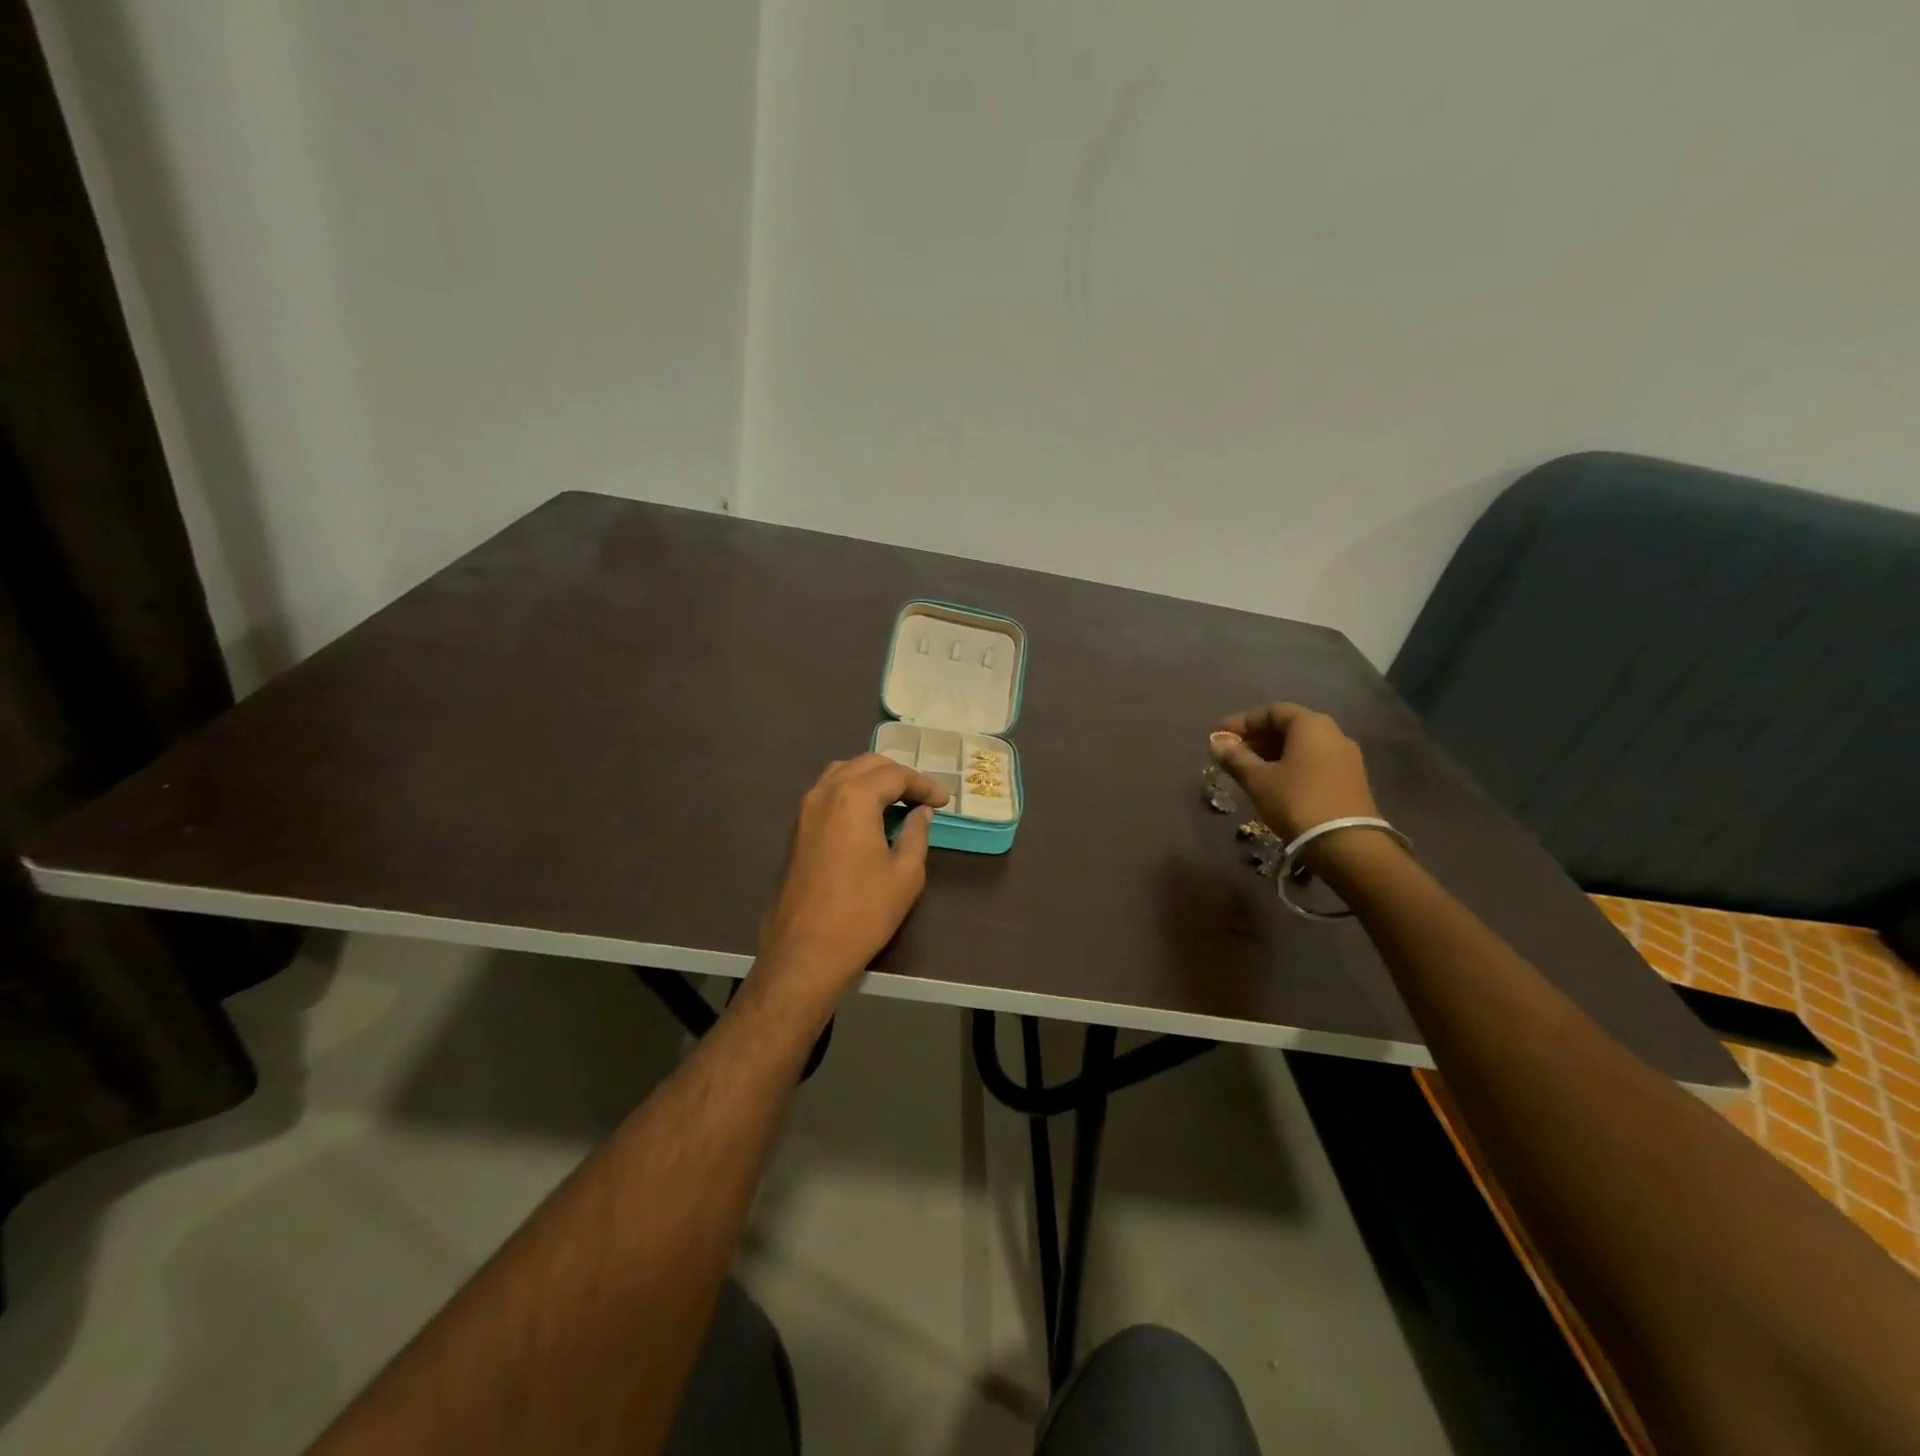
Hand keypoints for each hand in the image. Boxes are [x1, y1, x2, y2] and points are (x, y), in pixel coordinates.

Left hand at [754, 754, 950, 1005]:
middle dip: (898, 775)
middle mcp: (824, 792)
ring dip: (872, 779)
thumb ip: (916, 834)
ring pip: (842, 773)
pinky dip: (852, 792)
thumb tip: (920, 813)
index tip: (944, 801)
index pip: (895, 775)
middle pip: (866, 765)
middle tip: (923, 796)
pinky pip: (827, 793)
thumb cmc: (862, 912)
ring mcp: (805, 810)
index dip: (924, 785)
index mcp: (853, 797)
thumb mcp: (905, 874)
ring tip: (897, 800)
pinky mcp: (796, 829)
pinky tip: (869, 815)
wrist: (805, 951)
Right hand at [1209, 704, 1379, 840]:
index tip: (1220, 736)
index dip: (1243, 722)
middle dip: (1257, 738)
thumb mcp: (1258, 780)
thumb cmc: (1296, 801)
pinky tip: (1274, 782)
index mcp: (1311, 725)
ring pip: (1302, 746)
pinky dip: (1291, 765)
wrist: (1347, 844)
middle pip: (1289, 727)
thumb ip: (1235, 758)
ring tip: (1248, 770)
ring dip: (1272, 753)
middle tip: (1231, 753)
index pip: (1272, 711)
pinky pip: (1314, 762)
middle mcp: (1333, 733)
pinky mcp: (1351, 780)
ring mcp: (1346, 757)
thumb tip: (1216, 744)